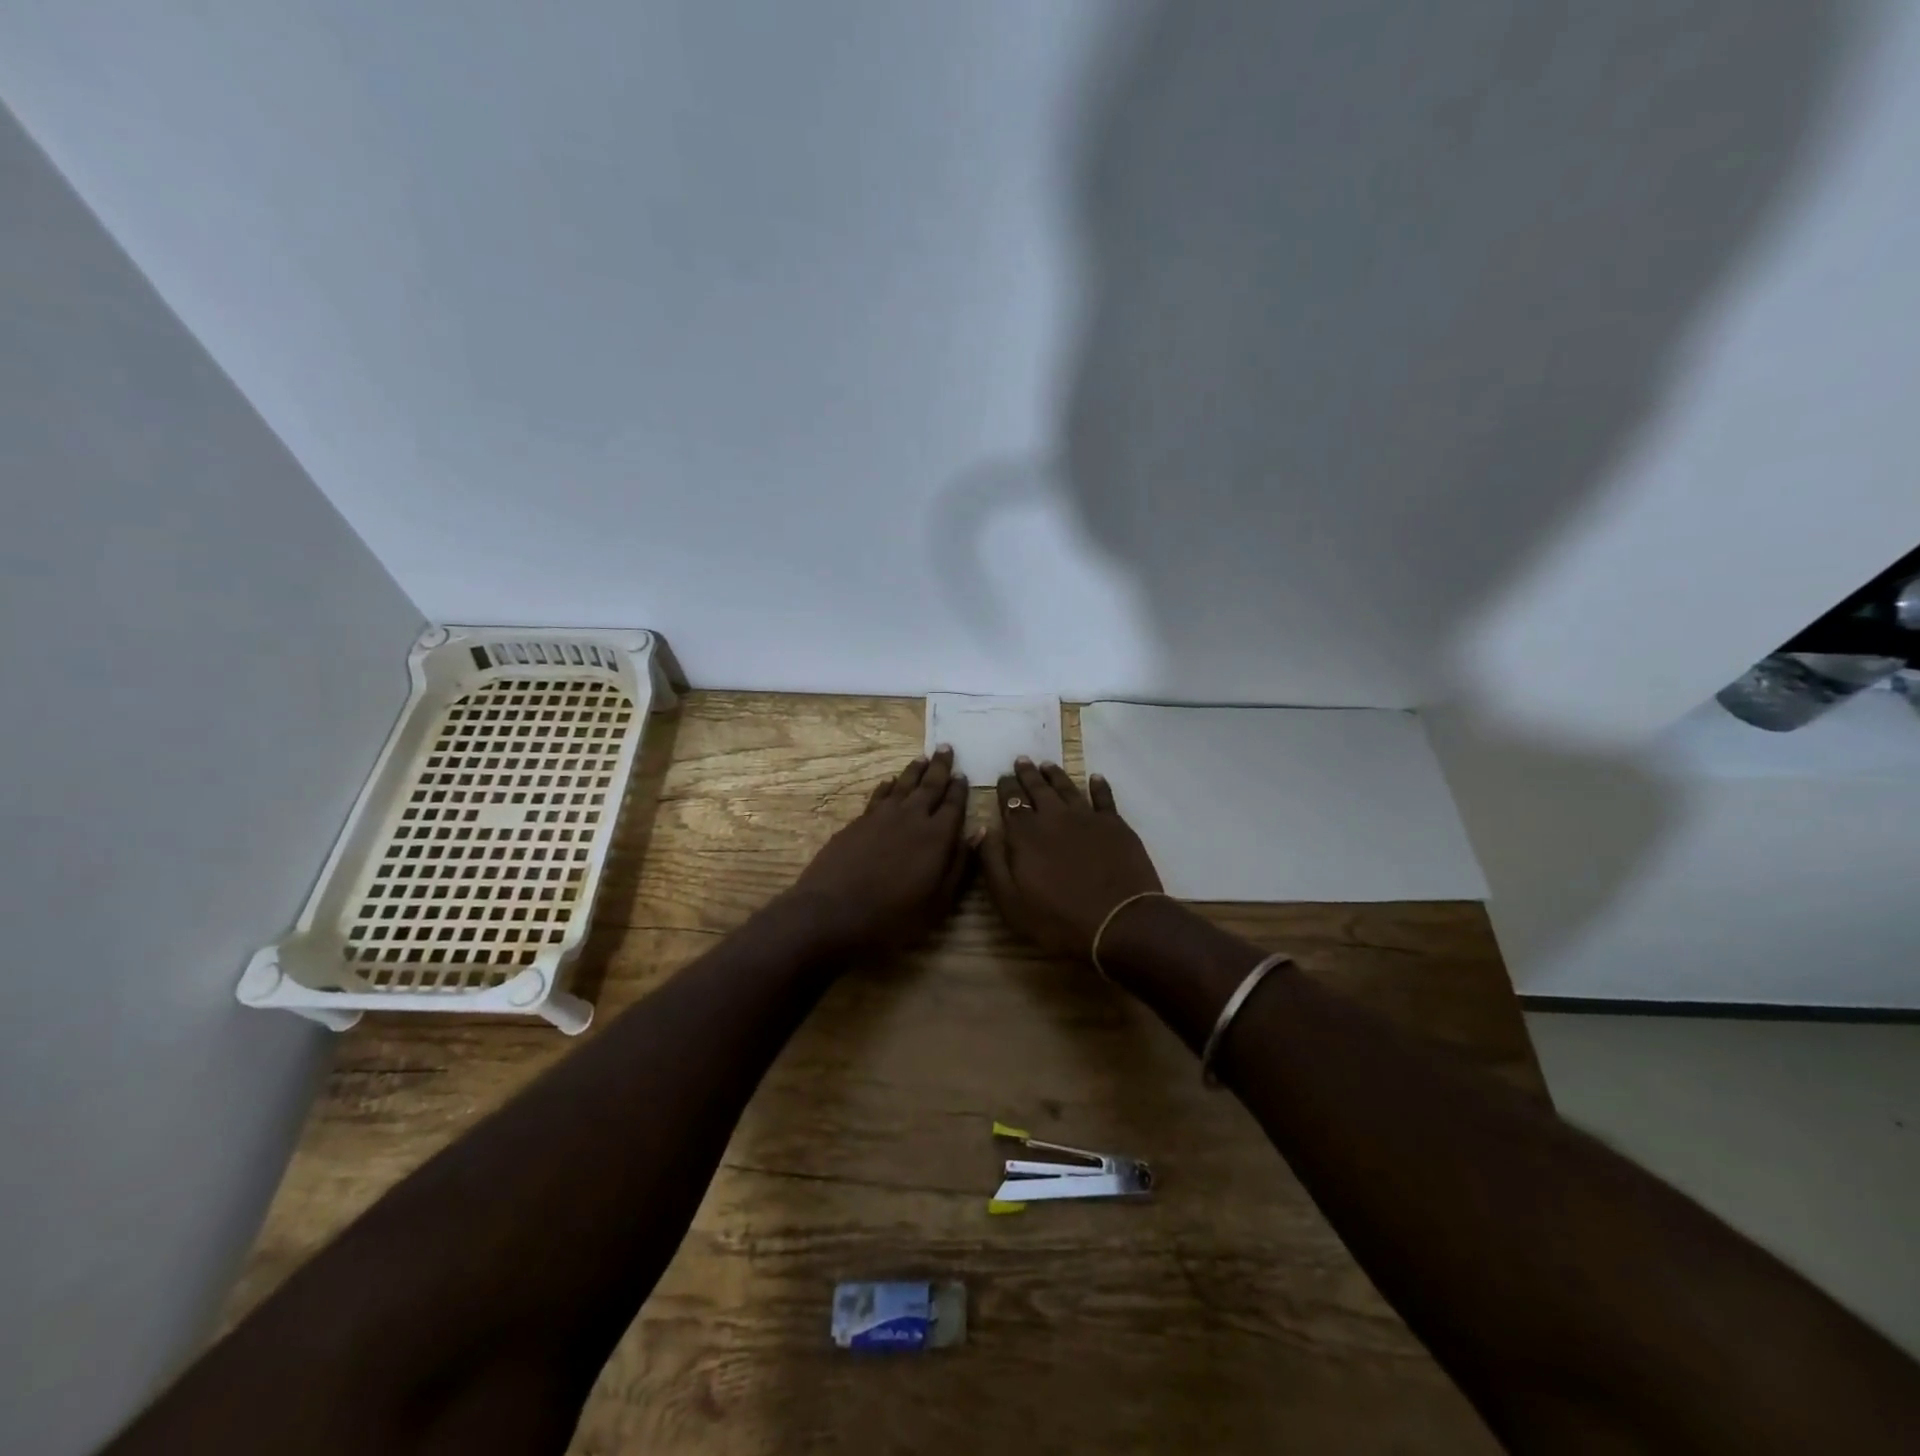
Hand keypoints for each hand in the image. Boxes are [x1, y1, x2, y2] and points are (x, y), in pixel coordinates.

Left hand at [783, 746, 973, 956]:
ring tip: (922, 758)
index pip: (953, 804)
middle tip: (945, 748)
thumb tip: (978, 832)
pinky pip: (879, 795)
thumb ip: (959, 864)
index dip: (959, 789)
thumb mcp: (938, 902)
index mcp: (937, 836)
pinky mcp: (858, 821)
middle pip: (929, 785)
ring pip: (903, 784)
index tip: (963, 775)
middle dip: (940, 767)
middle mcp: (912, 817)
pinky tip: (890, 782)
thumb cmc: (893, 916)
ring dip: (914, 770)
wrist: (832, 912)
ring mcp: (882, 816)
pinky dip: (888, 785)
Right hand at [980, 757, 1162, 959]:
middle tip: (1022, 760)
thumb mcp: (1010, 902)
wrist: (1118, 922)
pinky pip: (1104, 797)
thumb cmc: (1058, 919)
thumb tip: (982, 830)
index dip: (1006, 788)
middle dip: (1027, 774)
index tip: (1002, 777)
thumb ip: (992, 863)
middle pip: (1038, 789)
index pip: (1012, 802)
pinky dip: (1098, 786)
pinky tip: (1095, 777)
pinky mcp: (1115, 825)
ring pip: (1067, 787)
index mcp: (1025, 834)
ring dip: (1055, 774)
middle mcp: (1054, 817)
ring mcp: (1087, 818)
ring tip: (1047, 764)